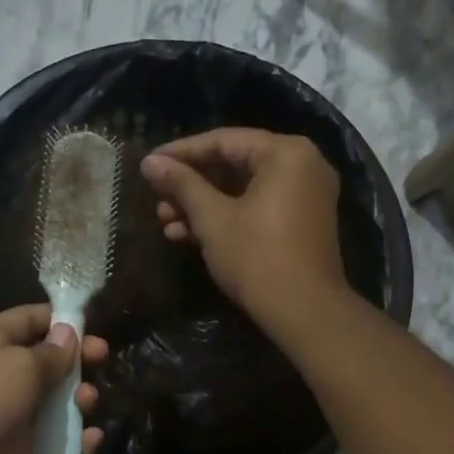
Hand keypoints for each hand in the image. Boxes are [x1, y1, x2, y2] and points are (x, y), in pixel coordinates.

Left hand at [0, 305, 106, 453]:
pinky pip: (52, 443)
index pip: (30, 319)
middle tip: (104, 361)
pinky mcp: (18, 451)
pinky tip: (91, 439)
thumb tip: (69, 334)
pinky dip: (73, 442)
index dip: (61, 320)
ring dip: (77, 401)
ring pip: (53, 404)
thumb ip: (51, 353)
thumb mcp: (20, 365)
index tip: (94, 327)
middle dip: (76, 361)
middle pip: (46, 362)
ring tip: (88, 401)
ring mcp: (9, 415)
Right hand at [140, 129, 347, 322]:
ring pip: (242, 190)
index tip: (149, 164)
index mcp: (285, 153)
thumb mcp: (213, 219)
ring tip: (164, 222)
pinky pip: (257, 208)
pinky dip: (226, 218)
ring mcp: (304, 196)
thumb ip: (181, 185)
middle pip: (234, 164)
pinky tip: (187, 236)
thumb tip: (150, 162)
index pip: (223, 140)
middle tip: (156, 198)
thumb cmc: (257, 258)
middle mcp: (302, 165)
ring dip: (202, 205)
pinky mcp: (300, 223)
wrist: (304, 313)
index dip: (181, 152)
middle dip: (190, 185)